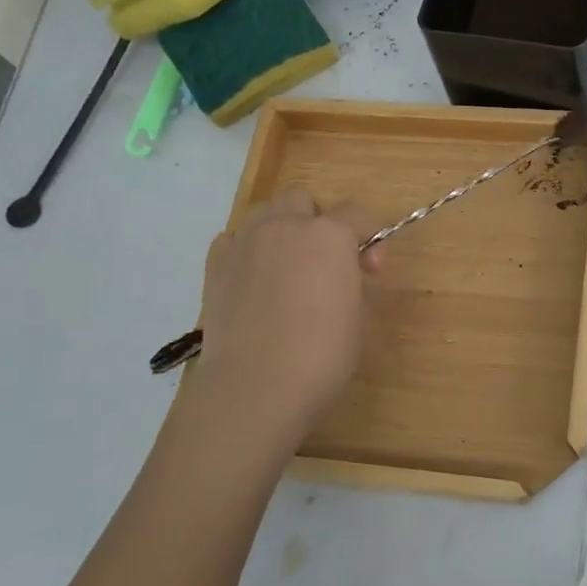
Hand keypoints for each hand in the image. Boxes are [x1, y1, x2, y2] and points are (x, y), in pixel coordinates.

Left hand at [183, 187, 381, 442]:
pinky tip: (254, 281)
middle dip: (318, 222)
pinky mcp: (215, 264)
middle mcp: (285, 226)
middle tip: (326, 262)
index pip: (356, 214)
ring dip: (281, 228)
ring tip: (287, 266)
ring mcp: (245, 242)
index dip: (369, 238)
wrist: (255, 385)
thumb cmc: (321, 354)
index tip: (371, 272)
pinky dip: (247, 250)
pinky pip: (234, 239)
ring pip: (265, 212)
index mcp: (329, 235)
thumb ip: (351, 281)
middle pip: (304, 200)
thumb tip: (340, 276)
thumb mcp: (357, 315)